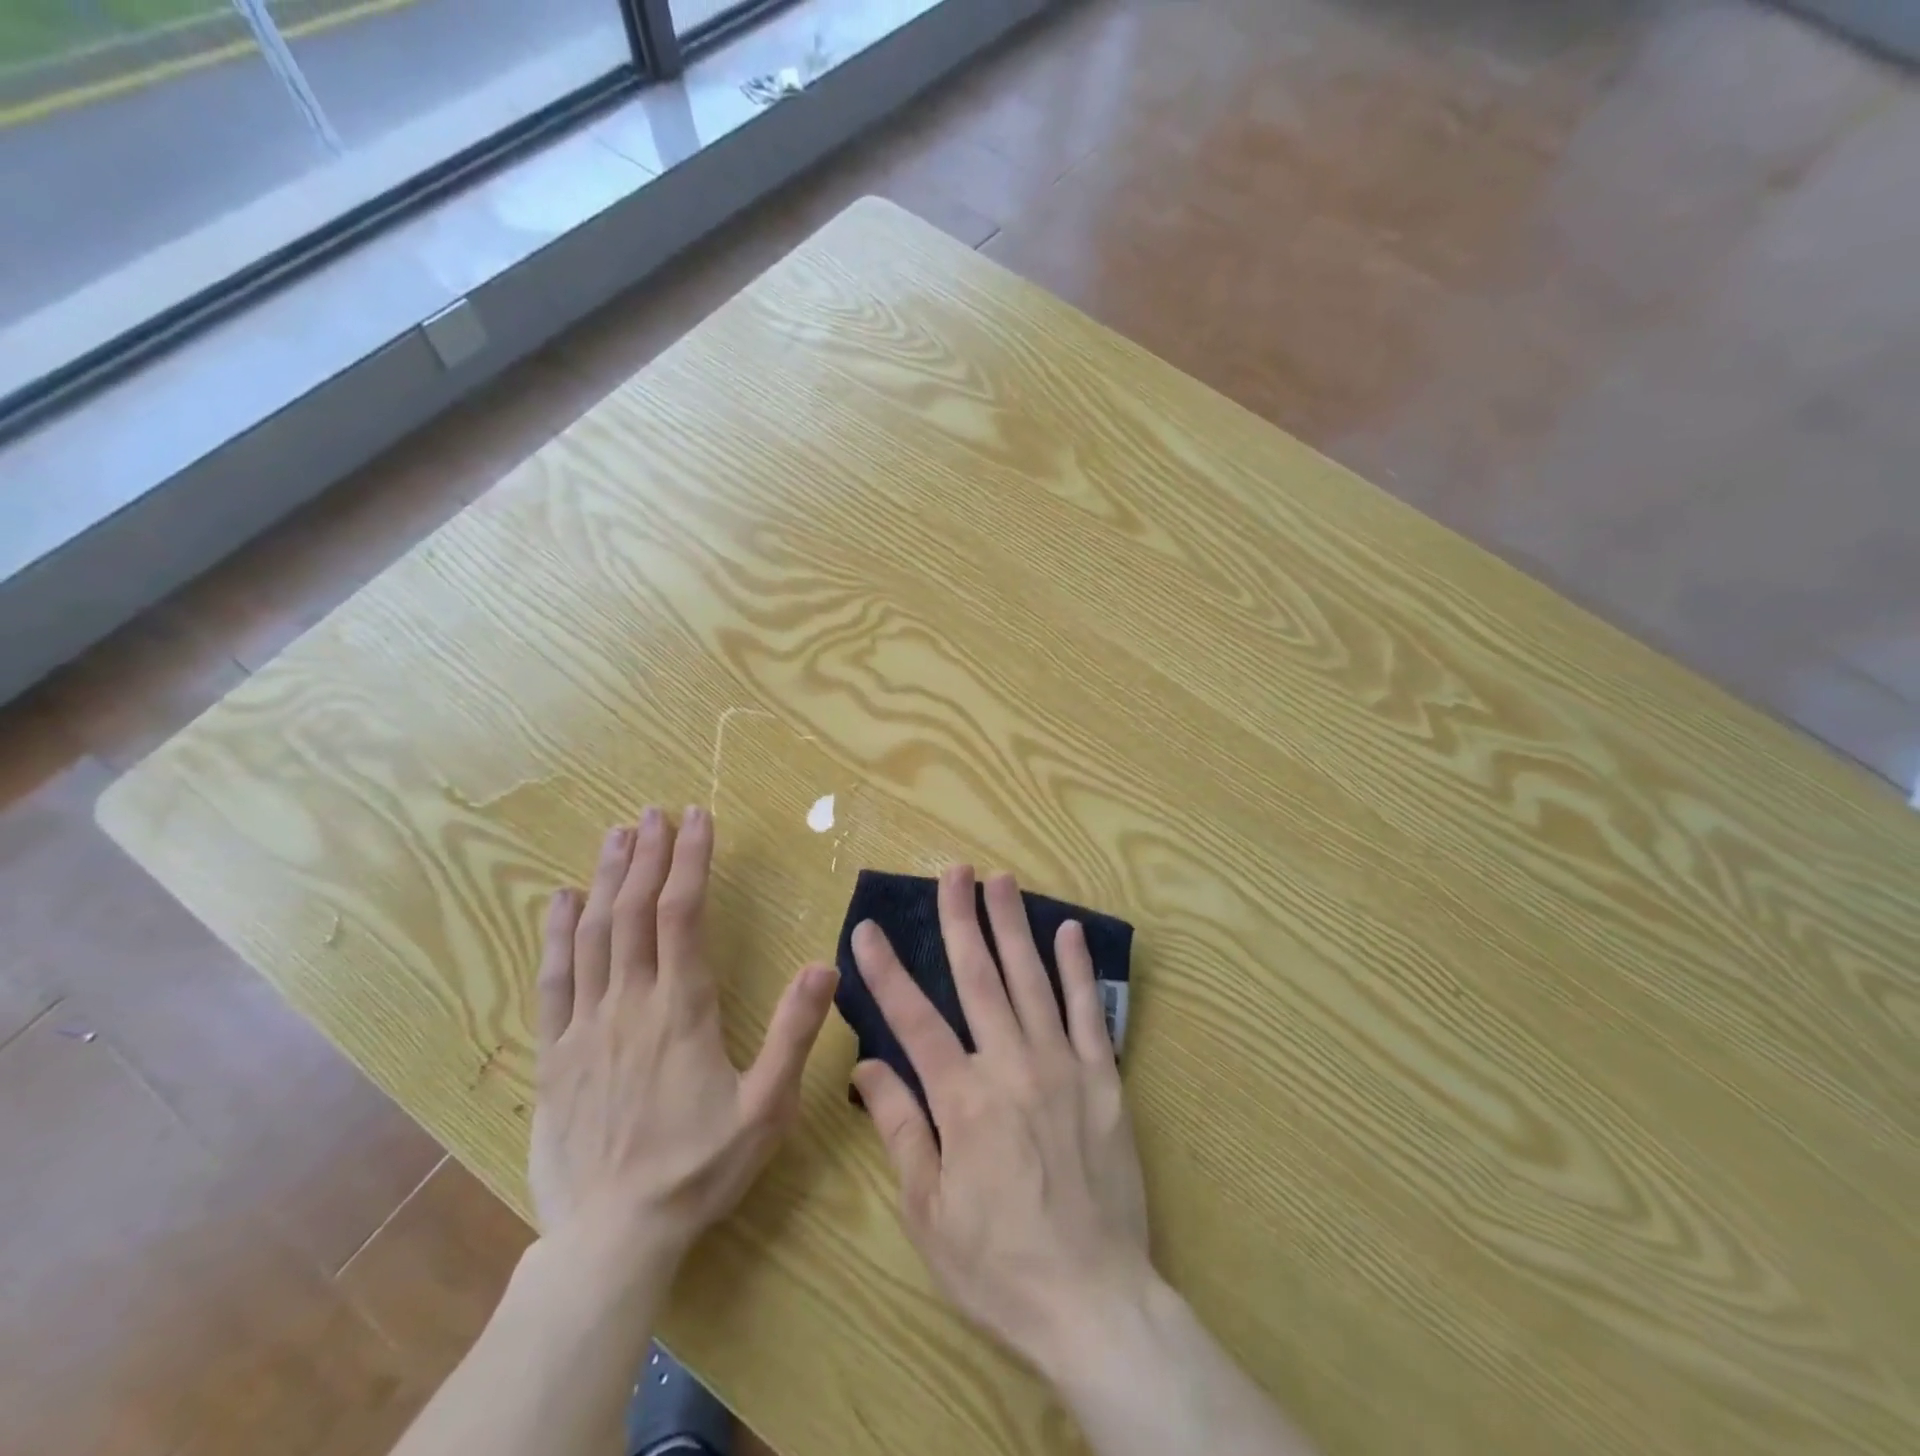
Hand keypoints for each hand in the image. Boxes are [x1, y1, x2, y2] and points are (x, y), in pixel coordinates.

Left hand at [530, 806, 837, 1281]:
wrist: (612, 1239)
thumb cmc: (699, 1168)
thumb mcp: (767, 1107)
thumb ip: (795, 1033)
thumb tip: (825, 964)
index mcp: (682, 1009)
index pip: (683, 914)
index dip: (690, 860)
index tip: (697, 818)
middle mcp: (630, 1003)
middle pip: (634, 911)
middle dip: (646, 855)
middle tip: (655, 812)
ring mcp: (585, 1027)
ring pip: (592, 935)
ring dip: (605, 879)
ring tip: (616, 835)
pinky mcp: (554, 1054)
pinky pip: (552, 981)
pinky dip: (556, 934)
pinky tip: (560, 901)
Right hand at [849, 865, 1151, 1376]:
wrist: (1095, 1302)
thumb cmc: (999, 1264)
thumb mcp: (929, 1212)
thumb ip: (900, 1128)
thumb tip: (867, 1066)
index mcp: (963, 1100)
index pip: (914, 1020)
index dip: (887, 971)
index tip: (867, 930)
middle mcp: (1012, 1066)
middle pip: (979, 978)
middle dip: (962, 920)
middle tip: (953, 872)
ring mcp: (1063, 1067)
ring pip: (1032, 980)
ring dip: (1014, 926)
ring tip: (1001, 880)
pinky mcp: (1104, 1079)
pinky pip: (1087, 1012)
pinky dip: (1078, 969)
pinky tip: (1069, 932)